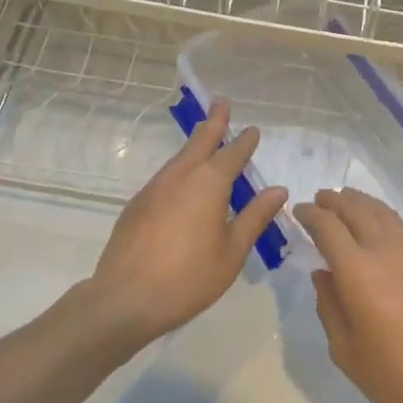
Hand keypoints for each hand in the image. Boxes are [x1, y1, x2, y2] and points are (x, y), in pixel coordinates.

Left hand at [83, 101, 287, 347]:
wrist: (125, 299)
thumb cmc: (188, 278)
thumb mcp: (232, 251)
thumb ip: (255, 217)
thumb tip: (277, 189)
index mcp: (209, 184)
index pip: (232, 154)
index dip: (244, 142)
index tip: (253, 130)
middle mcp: (180, 177)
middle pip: (200, 141)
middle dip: (213, 122)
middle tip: (221, 103)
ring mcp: (154, 188)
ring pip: (179, 157)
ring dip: (195, 145)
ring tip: (205, 139)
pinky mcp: (136, 205)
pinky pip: (165, 177)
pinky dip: (179, 169)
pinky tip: (182, 184)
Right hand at [294, 189, 402, 402]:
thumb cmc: (394, 375)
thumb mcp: (345, 350)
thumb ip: (329, 306)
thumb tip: (323, 274)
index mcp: (358, 271)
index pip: (328, 227)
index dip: (311, 214)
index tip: (299, 211)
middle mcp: (385, 251)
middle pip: (358, 210)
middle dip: (335, 201)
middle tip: (320, 199)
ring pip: (384, 214)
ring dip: (361, 202)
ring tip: (346, 201)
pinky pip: (400, 231)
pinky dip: (382, 220)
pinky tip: (377, 233)